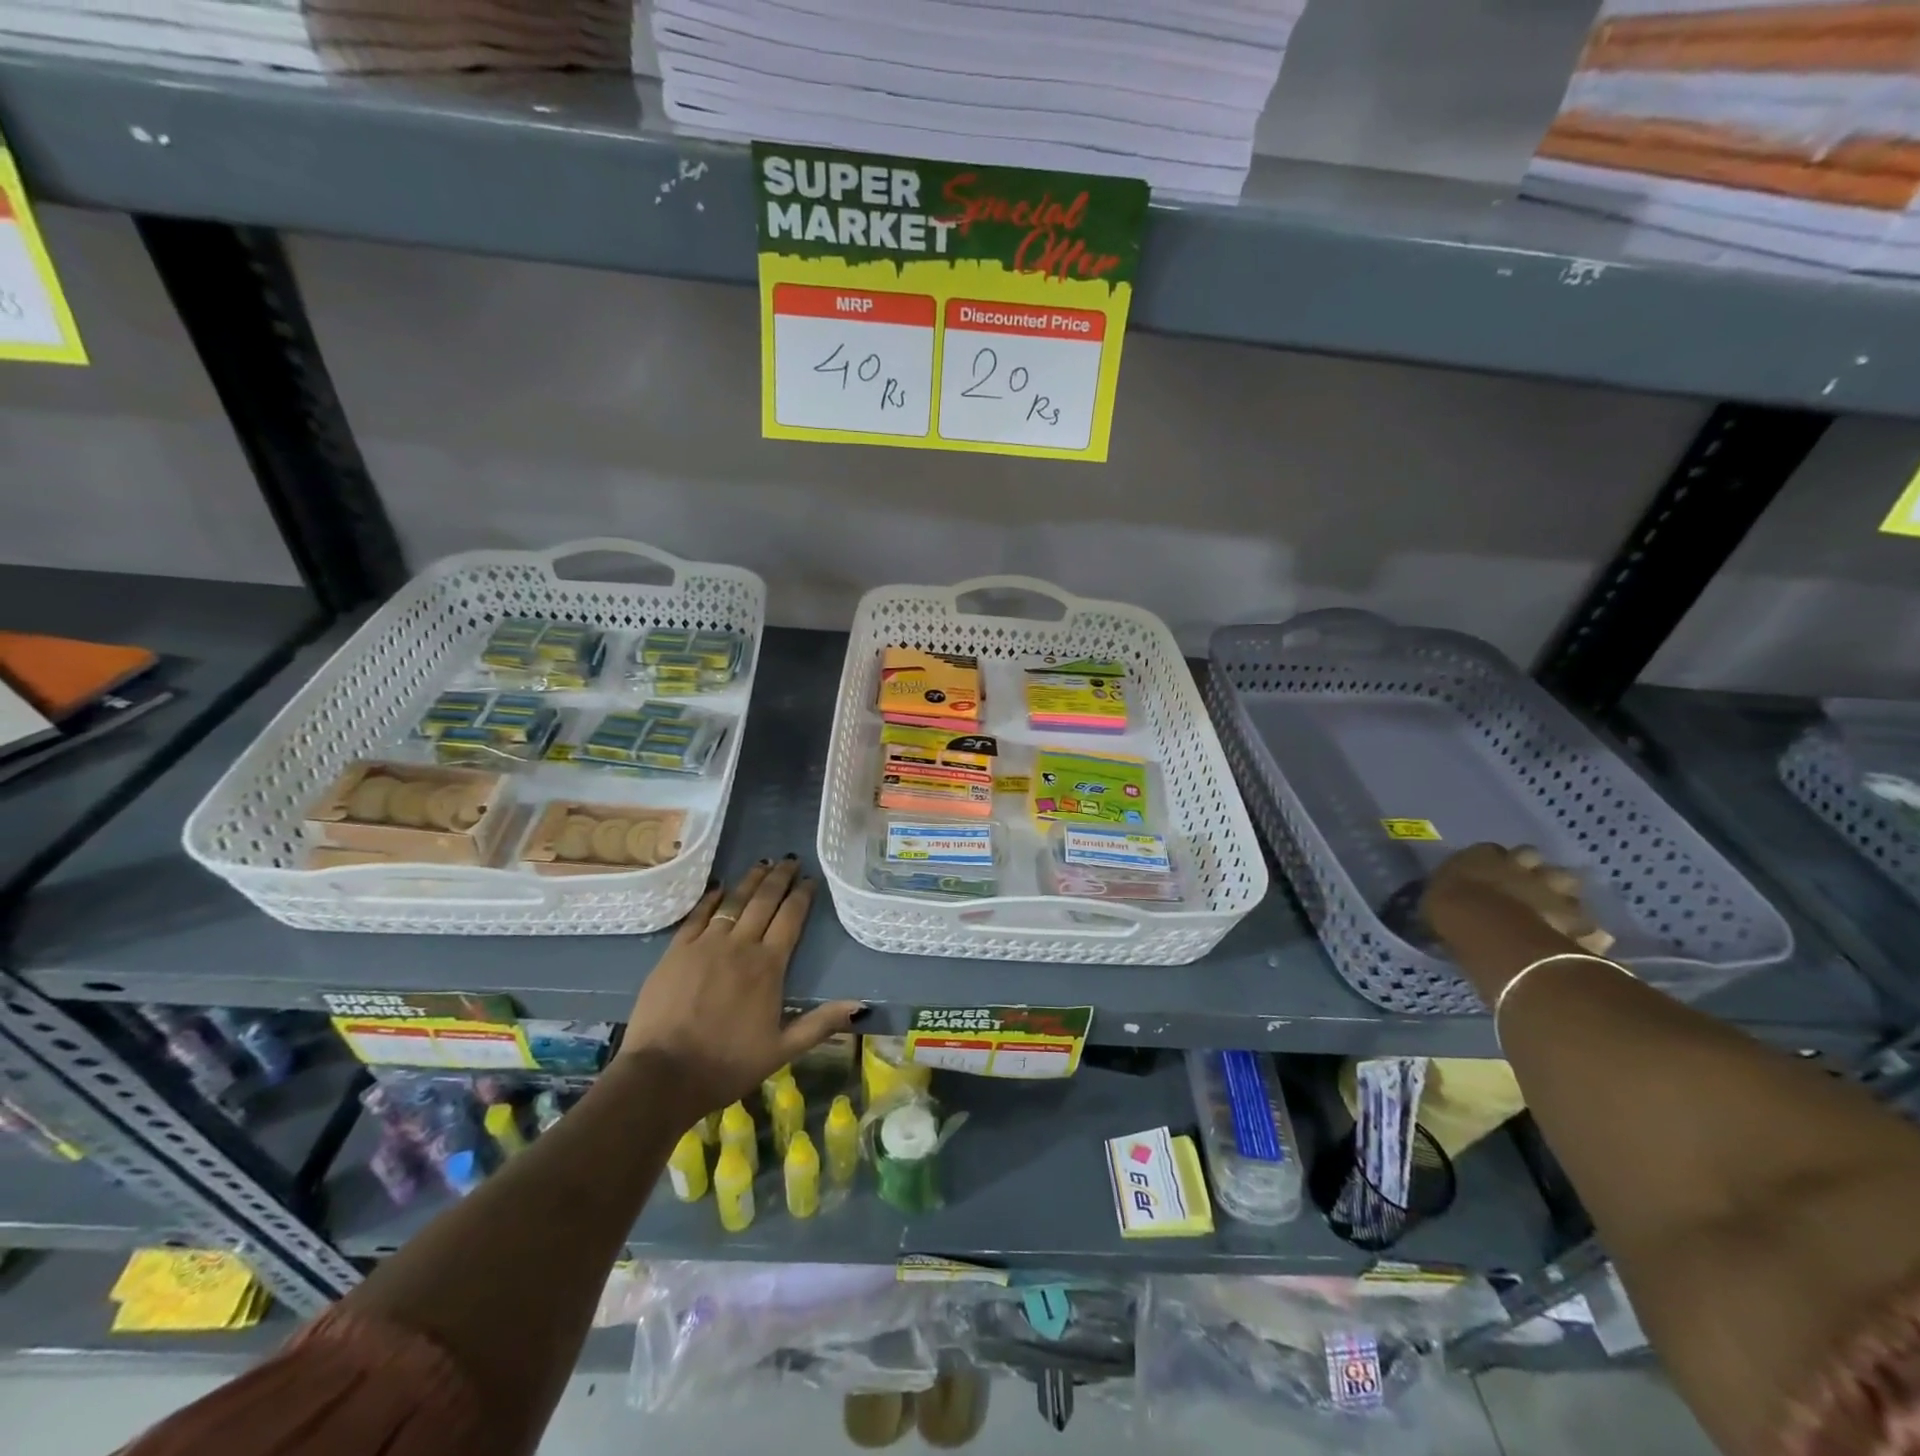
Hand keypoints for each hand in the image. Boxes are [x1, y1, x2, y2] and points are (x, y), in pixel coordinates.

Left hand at [618, 857, 864, 1117]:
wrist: (663, 1075)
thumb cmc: (727, 1064)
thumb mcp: (782, 1050)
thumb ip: (821, 1024)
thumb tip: (860, 1006)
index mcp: (769, 966)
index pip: (791, 918)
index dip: (802, 896)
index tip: (811, 879)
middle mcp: (740, 945)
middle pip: (764, 901)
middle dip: (779, 878)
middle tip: (789, 859)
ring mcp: (705, 944)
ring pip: (733, 901)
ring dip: (750, 880)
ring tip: (762, 863)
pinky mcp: (676, 951)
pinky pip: (698, 915)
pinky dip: (711, 898)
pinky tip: (719, 887)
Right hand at [1423, 842, 1612, 955]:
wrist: (1489, 930)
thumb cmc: (1449, 911)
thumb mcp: (1435, 900)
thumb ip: (1449, 895)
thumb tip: (1450, 900)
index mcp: (1480, 857)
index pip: (1489, 851)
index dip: (1491, 861)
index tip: (1486, 874)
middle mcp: (1519, 865)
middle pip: (1532, 857)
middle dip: (1531, 868)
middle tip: (1524, 885)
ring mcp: (1550, 888)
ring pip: (1566, 879)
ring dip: (1562, 891)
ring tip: (1555, 908)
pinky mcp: (1575, 917)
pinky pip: (1588, 923)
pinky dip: (1588, 931)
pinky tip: (1584, 940)